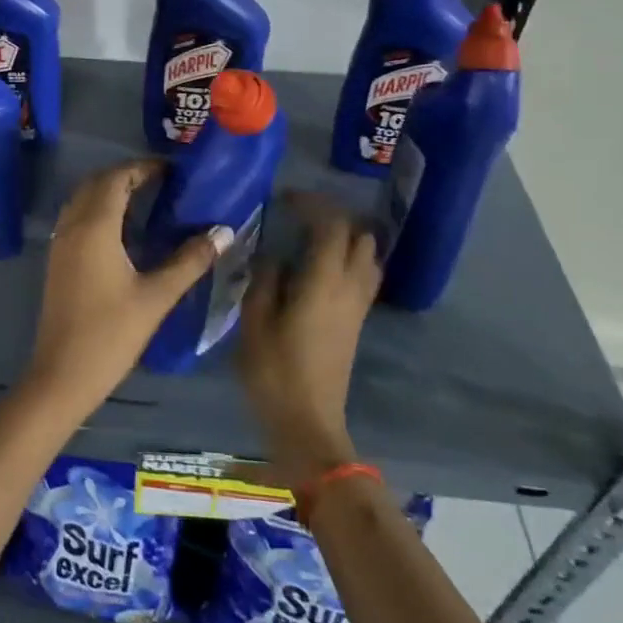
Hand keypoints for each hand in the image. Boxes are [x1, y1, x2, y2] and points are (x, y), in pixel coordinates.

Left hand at [22, 160, 230, 419]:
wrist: (63, 374)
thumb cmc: (112, 334)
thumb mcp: (156, 296)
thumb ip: (189, 261)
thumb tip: (222, 232)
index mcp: (95, 228)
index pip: (116, 179)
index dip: (142, 168)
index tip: (171, 170)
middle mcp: (72, 227)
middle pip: (95, 183)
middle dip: (125, 175)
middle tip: (160, 182)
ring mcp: (60, 243)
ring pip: (82, 199)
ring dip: (108, 191)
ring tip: (144, 200)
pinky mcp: (57, 260)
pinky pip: (76, 218)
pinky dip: (97, 210)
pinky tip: (121, 231)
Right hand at [237, 194, 377, 487]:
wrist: (308, 424)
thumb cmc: (275, 373)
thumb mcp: (255, 323)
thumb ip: (264, 281)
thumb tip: (273, 256)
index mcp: (323, 283)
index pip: (331, 227)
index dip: (312, 204)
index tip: (285, 198)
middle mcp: (349, 289)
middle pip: (358, 237)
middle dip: (333, 216)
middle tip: (299, 214)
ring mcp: (357, 307)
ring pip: (367, 256)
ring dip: (344, 237)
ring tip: (310, 235)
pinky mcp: (356, 322)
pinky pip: (362, 276)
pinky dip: (347, 258)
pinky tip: (319, 265)